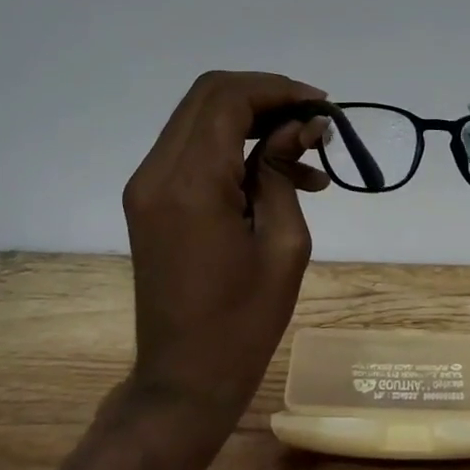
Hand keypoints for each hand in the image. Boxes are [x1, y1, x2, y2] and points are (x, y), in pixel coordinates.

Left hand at [121, 71, 330, 424]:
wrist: (184, 379)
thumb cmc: (244, 322)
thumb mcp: (283, 242)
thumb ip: (284, 171)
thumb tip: (302, 126)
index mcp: (191, 184)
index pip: (228, 99)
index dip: (278, 90)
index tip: (322, 107)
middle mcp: (157, 173)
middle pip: (209, 95)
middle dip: (266, 96)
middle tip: (313, 120)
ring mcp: (147, 185)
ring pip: (200, 117)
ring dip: (253, 119)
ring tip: (307, 153)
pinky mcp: (150, 200)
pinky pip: (194, 149)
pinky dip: (235, 146)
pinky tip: (281, 175)